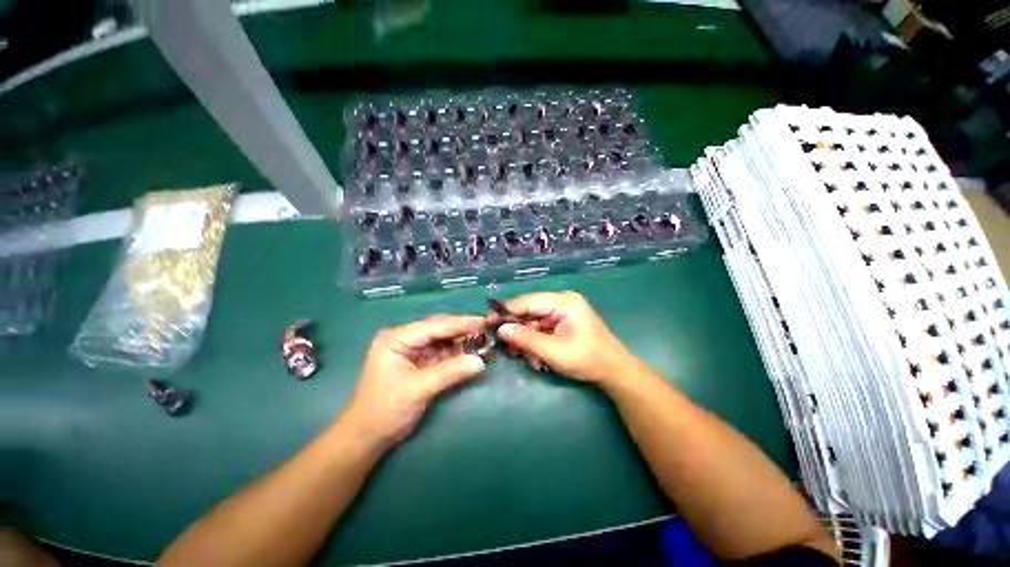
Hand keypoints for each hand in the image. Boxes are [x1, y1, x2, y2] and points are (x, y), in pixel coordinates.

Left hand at [342, 315, 486, 450]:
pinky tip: (473, 354)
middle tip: (487, 330)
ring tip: (484, 342)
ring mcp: (413, 350)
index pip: (434, 326)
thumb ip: (450, 372)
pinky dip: (458, 354)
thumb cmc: (385, 409)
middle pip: (439, 329)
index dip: (460, 323)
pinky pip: (443, 353)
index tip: (483, 321)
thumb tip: (481, 362)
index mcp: (397, 338)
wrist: (368, 437)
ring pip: (443, 340)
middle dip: (463, 330)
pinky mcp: (420, 362)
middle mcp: (405, 339)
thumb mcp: (418, 389)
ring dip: (463, 342)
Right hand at [488, 291, 638, 384]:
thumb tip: (501, 329)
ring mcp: (563, 311)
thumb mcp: (554, 351)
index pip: (528, 301)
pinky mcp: (563, 322)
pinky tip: (538, 358)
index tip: (488, 322)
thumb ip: (526, 339)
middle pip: (530, 311)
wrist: (614, 371)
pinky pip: (542, 328)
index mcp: (564, 302)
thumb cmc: (587, 359)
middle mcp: (562, 301)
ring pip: (534, 322)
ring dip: (528, 341)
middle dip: (519, 331)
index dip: (506, 311)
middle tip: (508, 349)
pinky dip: (537, 343)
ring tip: (529, 359)